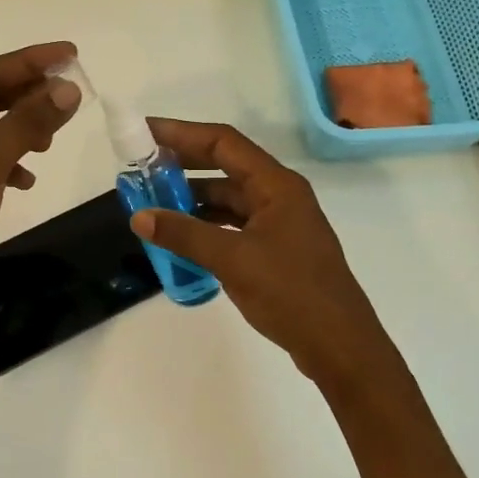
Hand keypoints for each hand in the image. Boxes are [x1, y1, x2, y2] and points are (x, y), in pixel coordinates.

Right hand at [128, 120, 395, 382]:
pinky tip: (180, 238)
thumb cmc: (291, 293)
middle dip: (183, 165)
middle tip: (142, 167)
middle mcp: (278, 196)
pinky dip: (205, 226)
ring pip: (227, 199)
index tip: (145, 132)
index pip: (223, 143)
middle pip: (224, 166)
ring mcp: (278, 224)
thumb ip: (184, 235)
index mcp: (276, 185)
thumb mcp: (232, 260)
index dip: (182, 133)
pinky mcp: (274, 249)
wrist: (339, 345)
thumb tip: (139, 217)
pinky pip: (232, 226)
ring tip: (153, 204)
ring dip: (192, 199)